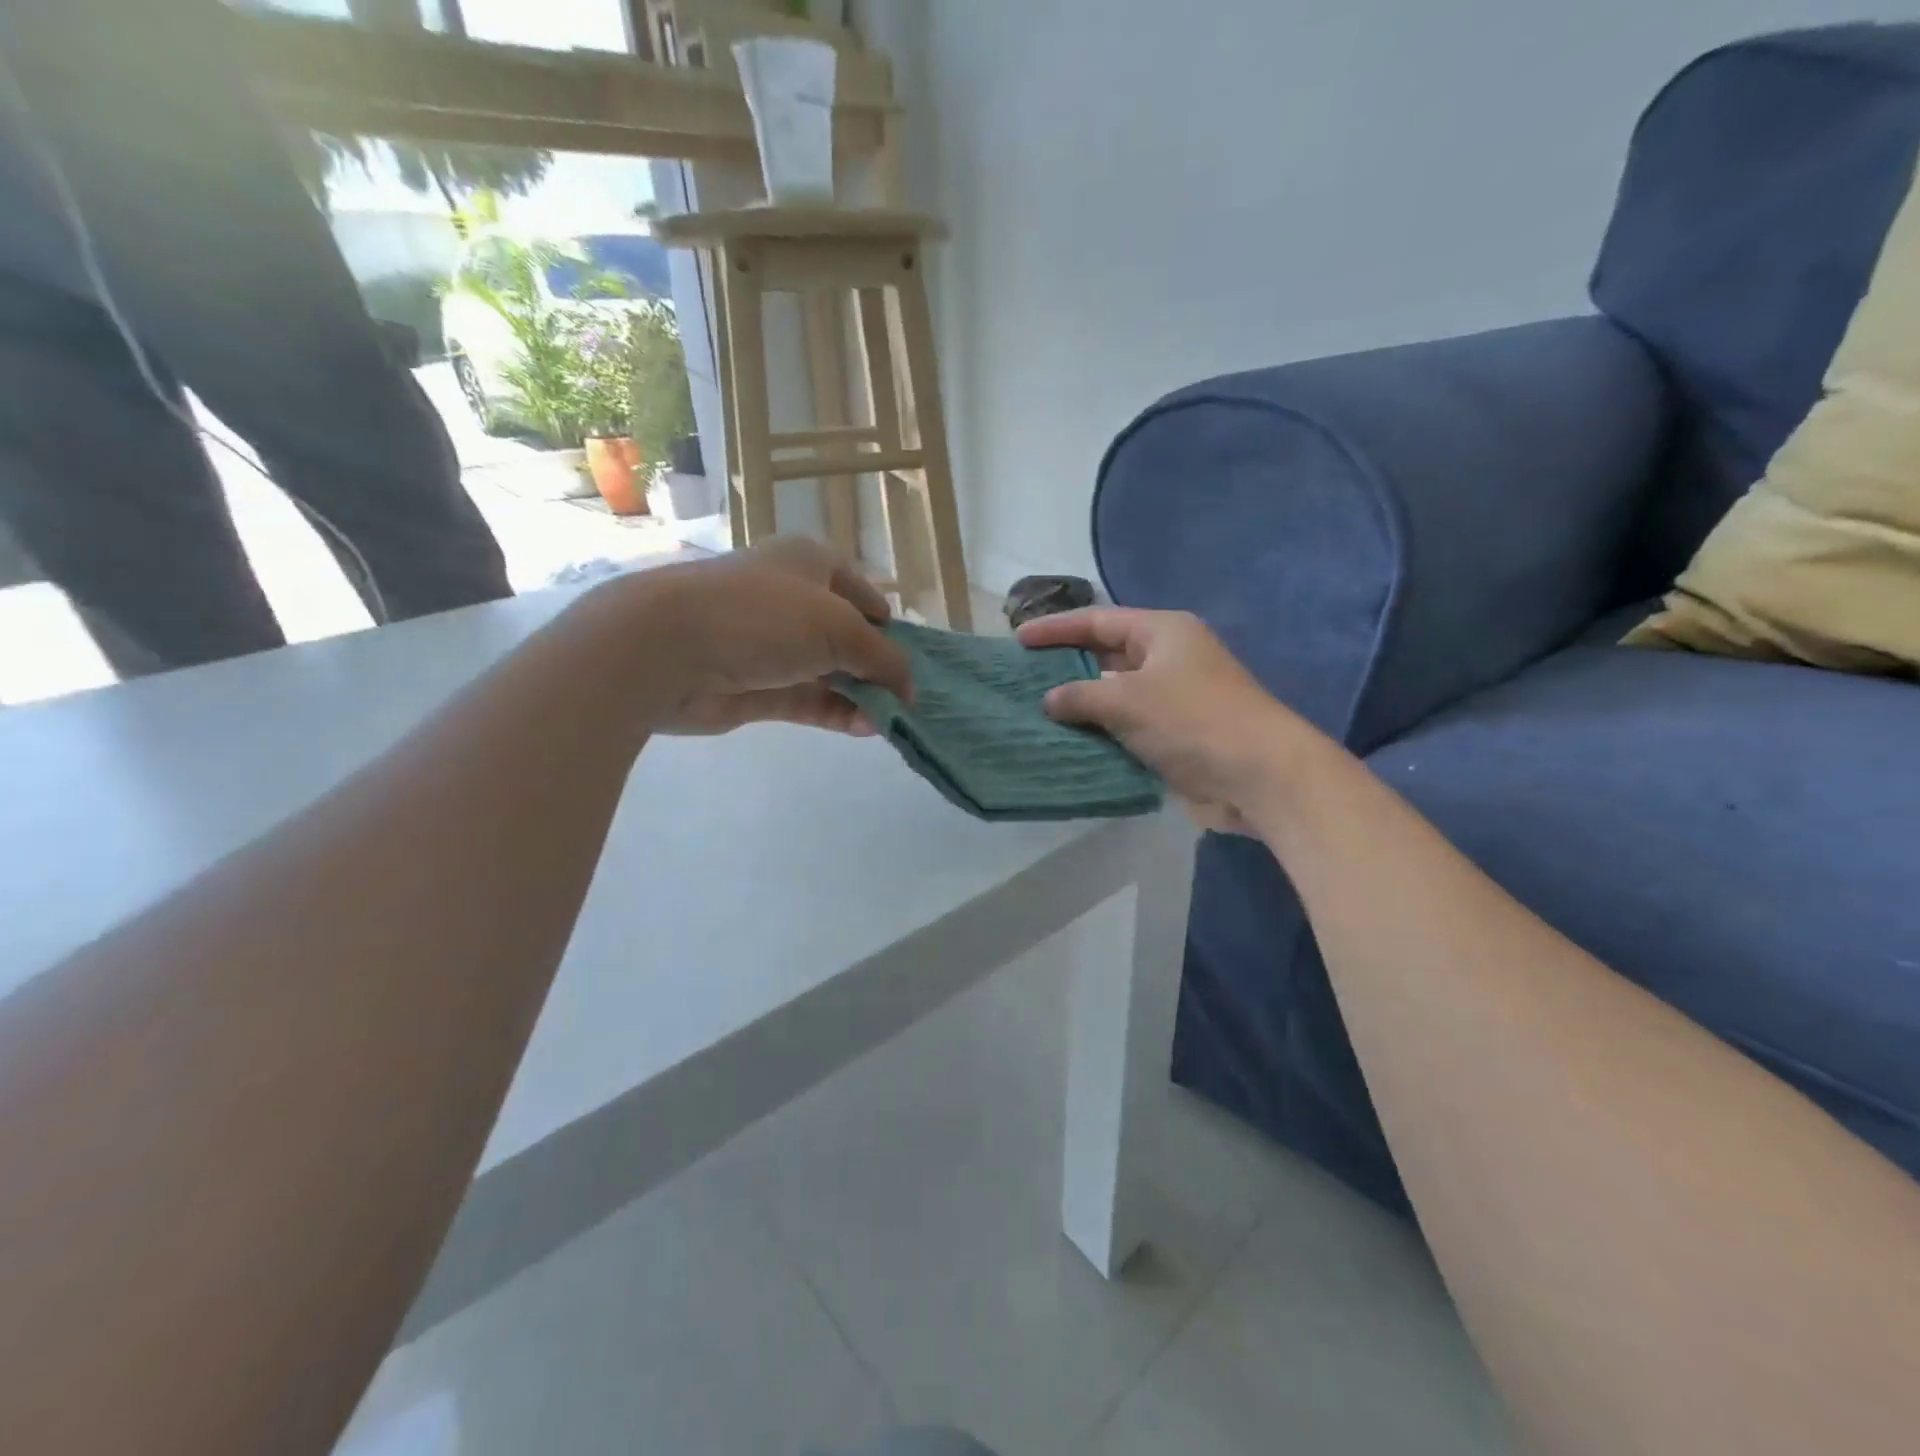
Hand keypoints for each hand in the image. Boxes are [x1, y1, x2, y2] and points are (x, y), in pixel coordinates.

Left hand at [608, 539, 912, 735]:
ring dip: (860, 696)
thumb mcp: (840, 626)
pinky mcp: (755, 686)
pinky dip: (836, 713)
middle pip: (848, 637)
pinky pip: (807, 700)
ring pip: (828, 673)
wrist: (666, 649)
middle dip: (877, 667)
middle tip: (906, 699)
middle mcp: (791, 600)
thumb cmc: (763, 616)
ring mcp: (770, 646)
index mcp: (811, 564)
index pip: (864, 594)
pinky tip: (863, 728)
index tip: (913, 661)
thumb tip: (909, 688)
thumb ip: (883, 658)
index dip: (890, 626)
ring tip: (889, 720)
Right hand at [1017, 608, 1326, 833]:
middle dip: (1065, 666)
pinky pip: (1124, 726)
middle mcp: (1167, 659)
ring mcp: (1171, 699)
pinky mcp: (1172, 735)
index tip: (1018, 639)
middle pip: (1105, 655)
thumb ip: (1081, 695)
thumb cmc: (1193, 720)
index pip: (1098, 620)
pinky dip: (1097, 732)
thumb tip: (1049, 700)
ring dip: (1079, 704)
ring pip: (1113, 694)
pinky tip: (1065, 741)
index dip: (1056, 628)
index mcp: (1162, 632)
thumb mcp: (1128, 700)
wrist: (1258, 776)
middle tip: (1022, 675)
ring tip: (1033, 710)